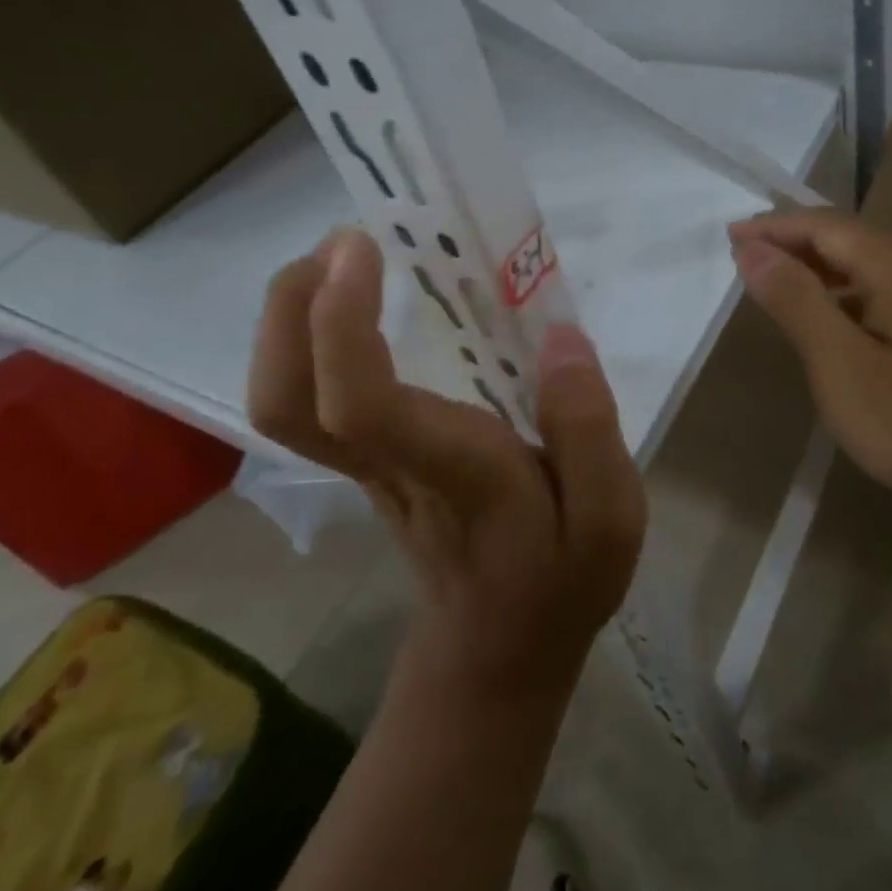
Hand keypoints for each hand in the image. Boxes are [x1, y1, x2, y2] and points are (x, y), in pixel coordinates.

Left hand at [247, 230, 645, 696]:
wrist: (497, 650)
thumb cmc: (557, 581)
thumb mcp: (611, 517)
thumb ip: (589, 428)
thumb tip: (561, 339)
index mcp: (451, 471)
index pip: (363, 406)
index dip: (341, 324)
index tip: (364, 248)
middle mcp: (387, 464)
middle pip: (285, 401)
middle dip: (291, 308)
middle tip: (342, 240)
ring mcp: (363, 466)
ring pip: (280, 401)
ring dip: (289, 316)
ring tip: (344, 256)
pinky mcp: (363, 462)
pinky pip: (305, 400)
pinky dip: (306, 338)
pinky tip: (353, 299)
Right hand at [729, 211, 891, 520]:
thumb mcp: (840, 363)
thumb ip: (796, 301)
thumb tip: (753, 251)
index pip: (826, 226)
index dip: (775, 227)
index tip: (729, 237)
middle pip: (847, 239)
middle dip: (792, 241)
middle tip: (741, 254)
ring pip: (863, 269)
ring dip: (813, 267)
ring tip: (770, 281)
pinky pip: (876, 296)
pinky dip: (837, 296)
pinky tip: (820, 321)